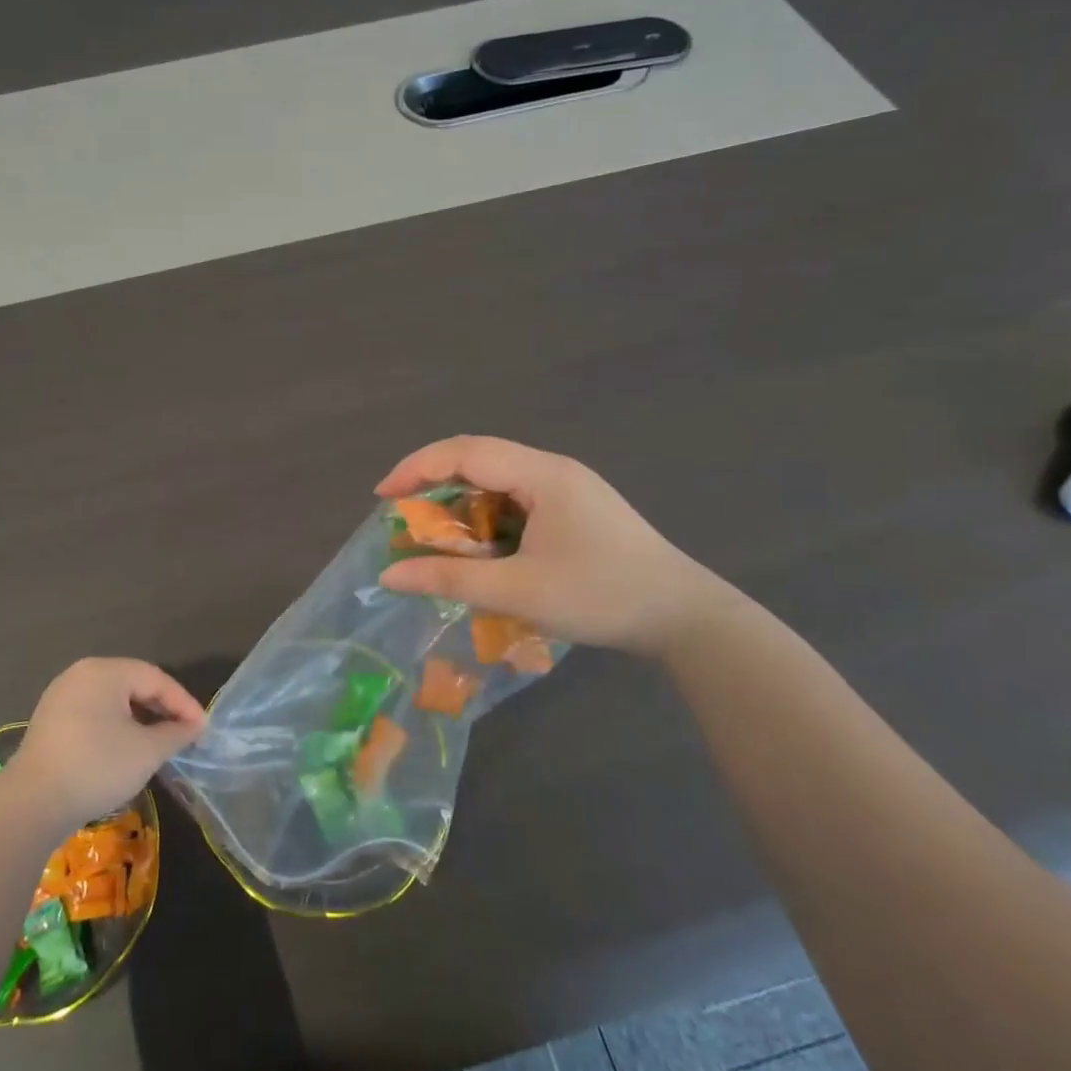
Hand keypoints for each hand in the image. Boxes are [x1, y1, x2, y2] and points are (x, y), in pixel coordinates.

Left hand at [6, 659, 206, 828]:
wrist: (31, 804)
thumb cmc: (96, 766)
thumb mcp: (146, 751)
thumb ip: (175, 734)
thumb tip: (194, 727)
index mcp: (105, 670)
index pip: (155, 678)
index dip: (183, 703)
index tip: (203, 728)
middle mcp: (81, 674)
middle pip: (133, 684)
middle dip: (162, 709)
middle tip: (185, 733)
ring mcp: (61, 696)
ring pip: (113, 700)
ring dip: (140, 719)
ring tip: (160, 742)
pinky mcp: (50, 721)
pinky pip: (93, 713)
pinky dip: (116, 726)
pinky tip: (126, 749)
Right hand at [376, 436, 734, 655]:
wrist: (687, 619)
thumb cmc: (601, 597)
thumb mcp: (518, 592)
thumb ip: (450, 579)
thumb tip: (389, 575)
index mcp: (542, 474)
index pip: (464, 451)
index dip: (417, 467)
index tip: (383, 497)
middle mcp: (554, 469)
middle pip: (479, 458)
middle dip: (434, 482)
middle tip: (402, 515)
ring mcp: (569, 488)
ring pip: (498, 479)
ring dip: (461, 502)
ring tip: (435, 534)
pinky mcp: (577, 509)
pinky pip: (517, 498)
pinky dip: (487, 516)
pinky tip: (480, 546)